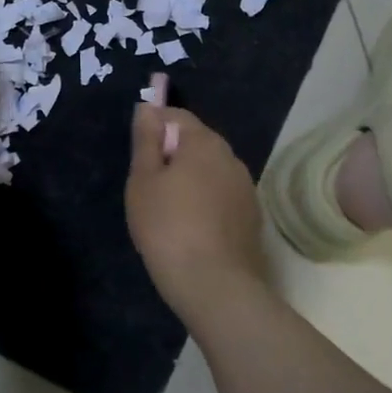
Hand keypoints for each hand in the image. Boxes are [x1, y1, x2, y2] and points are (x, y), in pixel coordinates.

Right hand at [125, 103, 269, 324]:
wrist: (214, 285)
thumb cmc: (167, 226)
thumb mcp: (143, 180)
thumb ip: (146, 140)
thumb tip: (148, 107)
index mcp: (204, 142)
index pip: (177, 116)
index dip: (155, 128)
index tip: (139, 155)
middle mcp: (231, 157)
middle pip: (196, 143)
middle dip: (173, 156)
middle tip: (149, 187)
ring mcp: (246, 189)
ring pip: (210, 171)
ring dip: (191, 180)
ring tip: (169, 212)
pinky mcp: (252, 217)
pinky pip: (222, 197)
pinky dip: (206, 203)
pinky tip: (191, 229)